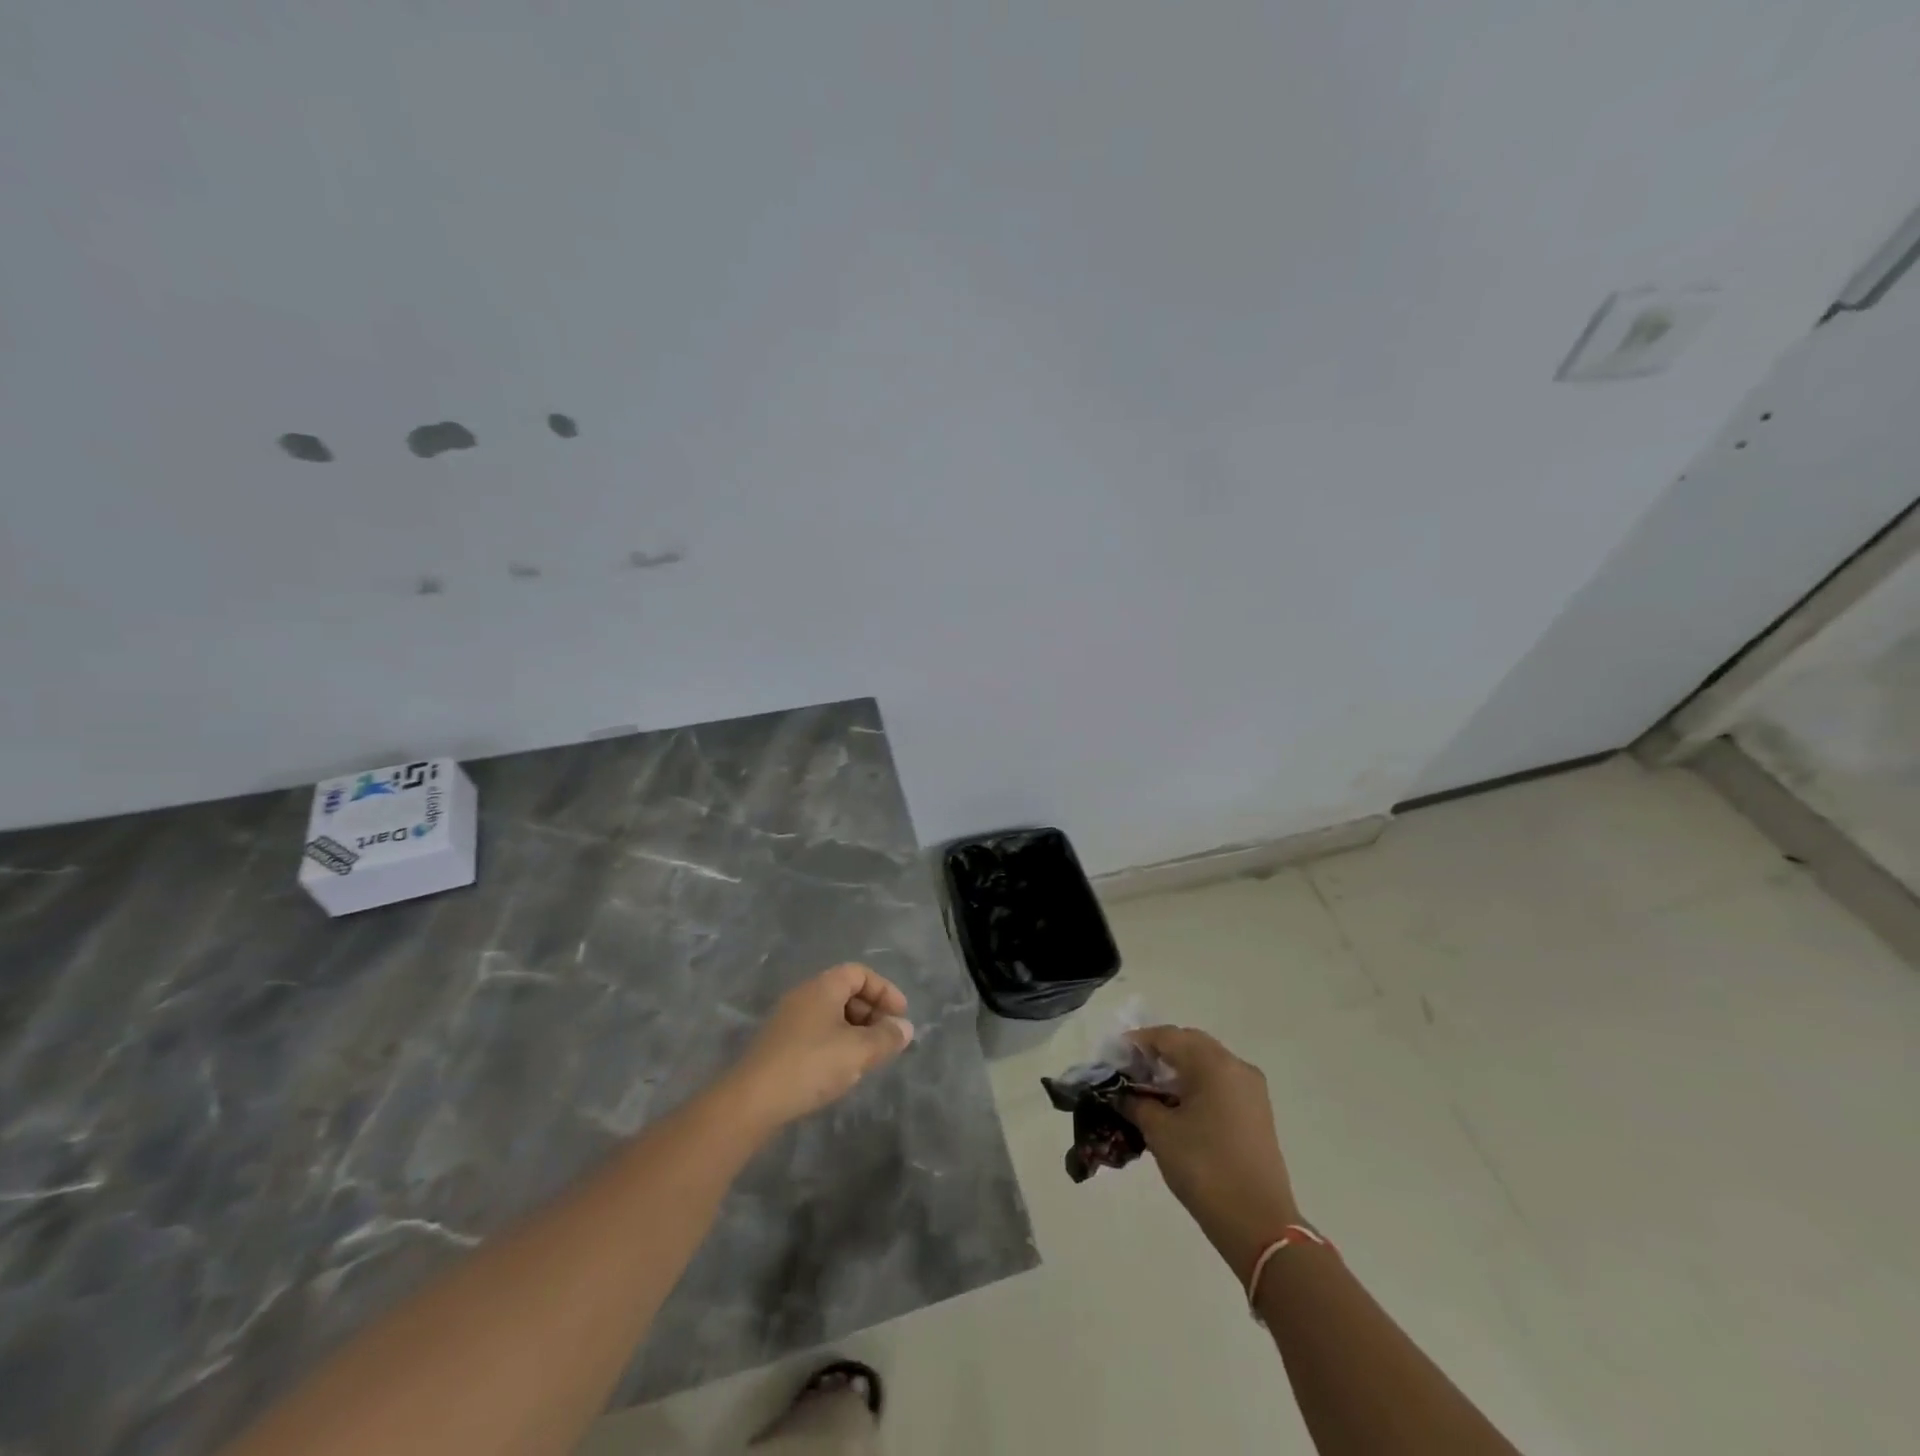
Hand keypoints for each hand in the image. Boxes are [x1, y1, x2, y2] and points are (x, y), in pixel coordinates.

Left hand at [722, 963, 914, 1132]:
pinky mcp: (778, 1044)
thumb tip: (905, 1028)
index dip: (884, 991)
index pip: (860, 973)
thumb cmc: (811, 1065)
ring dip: (854, 1030)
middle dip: (871, 1012)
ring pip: (831, 1014)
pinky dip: (836, 1042)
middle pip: (845, 991)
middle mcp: (804, 995)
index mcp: (823, 986)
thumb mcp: (858, 1051)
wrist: (752, 1100)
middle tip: (886, 1038)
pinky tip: (840, 1070)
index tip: (900, 1016)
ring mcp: (788, 1019)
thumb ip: (886, 1037)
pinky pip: (816, 1031)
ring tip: (868, 1057)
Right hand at [1124, 1026, 1300, 1281]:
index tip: (1112, 1058)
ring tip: (1148, 1091)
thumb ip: (1136, 1102)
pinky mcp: (1256, 1112)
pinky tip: (1176, 1106)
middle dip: (1157, 1053)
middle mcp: (1236, 1066)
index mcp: (1213, 1063)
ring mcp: (1251, 1089)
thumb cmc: (1204, 1168)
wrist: (1259, 1225)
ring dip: (1176, 1070)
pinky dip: (1195, 1085)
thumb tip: (1122, 1093)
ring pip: (1205, 1063)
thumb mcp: (1160, 1132)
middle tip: (1130, 1072)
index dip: (1136, 1043)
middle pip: (1188, 1044)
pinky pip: (1219, 1083)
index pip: (1167, 1037)